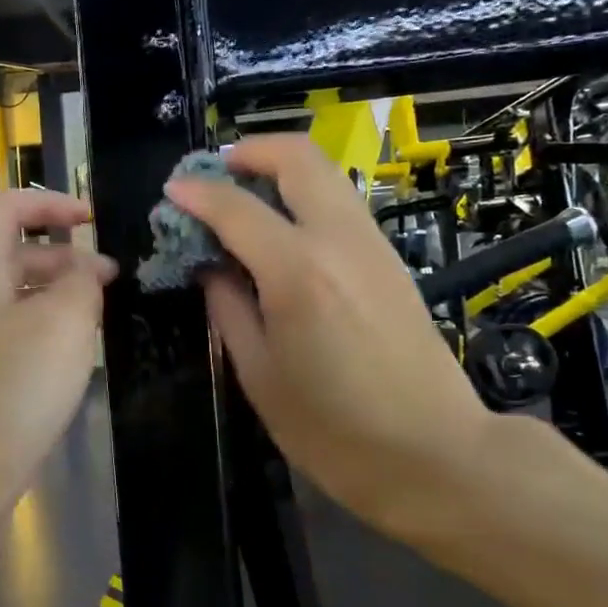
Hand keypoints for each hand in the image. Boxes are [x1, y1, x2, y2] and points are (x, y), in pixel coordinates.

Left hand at [0, 189, 116, 504]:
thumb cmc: (9, 390)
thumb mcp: (61, 324)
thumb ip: (80, 282)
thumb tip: (83, 270)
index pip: (6, 206)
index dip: (50, 202)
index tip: (93, 219)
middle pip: (13, 251)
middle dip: (64, 255)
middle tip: (111, 278)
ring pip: (16, 298)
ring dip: (59, 296)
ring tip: (101, 318)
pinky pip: (14, 337)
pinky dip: (46, 334)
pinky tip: (75, 360)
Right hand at [164, 135, 496, 532]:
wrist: (435, 454)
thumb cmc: (334, 430)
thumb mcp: (260, 376)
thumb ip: (229, 309)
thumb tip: (211, 268)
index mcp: (298, 271)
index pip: (236, 207)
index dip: (197, 193)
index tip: (172, 191)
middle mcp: (339, 240)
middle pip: (298, 157)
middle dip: (251, 152)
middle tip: (216, 174)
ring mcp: (373, 245)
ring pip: (326, 175)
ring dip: (280, 171)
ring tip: (245, 201)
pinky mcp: (391, 260)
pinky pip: (342, 205)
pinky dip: (306, 198)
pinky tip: (283, 234)